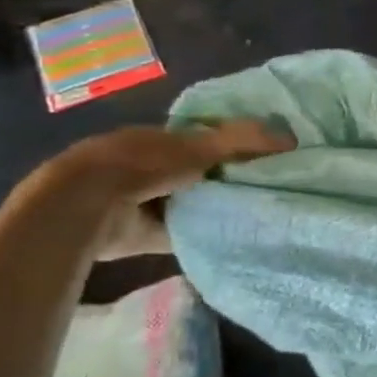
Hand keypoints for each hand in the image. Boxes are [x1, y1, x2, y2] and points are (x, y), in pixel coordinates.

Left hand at [36, 122, 294, 258]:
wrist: (84, 208)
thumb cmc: (142, 165)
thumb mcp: (199, 146)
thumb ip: (243, 141)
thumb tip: (291, 138)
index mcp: (157, 139)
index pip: (204, 139)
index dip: (234, 146)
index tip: (267, 156)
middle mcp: (149, 168)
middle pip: (199, 172)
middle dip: (226, 178)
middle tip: (269, 186)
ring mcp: (142, 201)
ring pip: (191, 202)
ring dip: (213, 208)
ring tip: (256, 214)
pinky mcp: (141, 234)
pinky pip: (181, 233)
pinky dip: (201, 235)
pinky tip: (232, 238)